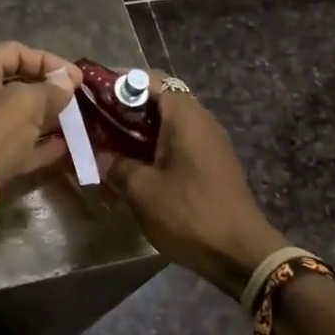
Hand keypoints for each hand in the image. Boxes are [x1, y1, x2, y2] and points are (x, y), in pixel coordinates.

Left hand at [0, 42, 80, 184]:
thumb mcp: (25, 105)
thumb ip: (49, 90)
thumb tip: (66, 82)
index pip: (17, 52)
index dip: (50, 62)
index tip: (76, 79)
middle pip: (16, 83)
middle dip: (49, 92)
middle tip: (77, 102)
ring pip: (16, 116)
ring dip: (45, 119)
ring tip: (76, 126)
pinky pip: (13, 142)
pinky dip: (36, 144)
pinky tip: (63, 149)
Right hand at [99, 72, 286, 300]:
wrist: (242, 255)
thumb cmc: (189, 214)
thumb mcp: (142, 190)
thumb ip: (116, 165)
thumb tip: (100, 155)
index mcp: (184, 115)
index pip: (147, 79)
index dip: (117, 82)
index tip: (91, 93)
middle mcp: (200, 119)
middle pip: (158, 97)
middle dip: (126, 105)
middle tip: (96, 119)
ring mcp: (210, 141)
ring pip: (168, 119)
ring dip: (140, 126)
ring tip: (110, 141)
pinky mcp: (213, 162)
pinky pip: (179, 139)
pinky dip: (155, 142)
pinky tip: (136, 163)